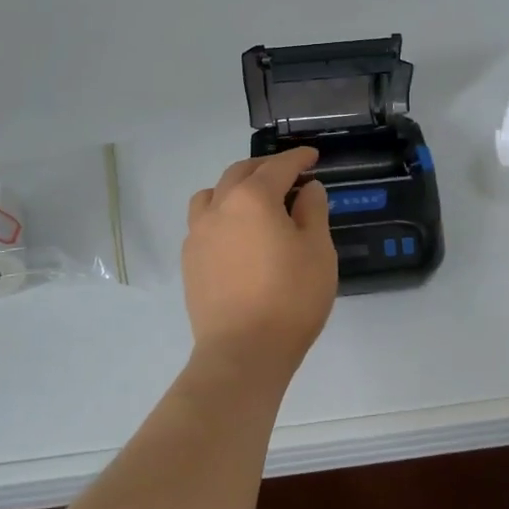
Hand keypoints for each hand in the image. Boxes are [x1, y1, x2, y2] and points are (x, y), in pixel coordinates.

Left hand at [182, 147, 338, 371]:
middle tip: (288, 175)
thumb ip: (313, 211)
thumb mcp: (318, 250)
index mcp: (253, 198)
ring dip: (235, 188)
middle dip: (265, 168)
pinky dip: (221, 215)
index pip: (278, 167)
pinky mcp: (190, 260)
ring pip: (213, 194)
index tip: (312, 156)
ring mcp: (198, 234)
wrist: (243, 351)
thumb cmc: (290, 298)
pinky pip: (203, 222)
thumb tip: (308, 189)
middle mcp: (219, 207)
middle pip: (241, 173)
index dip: (298, 158)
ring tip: (254, 201)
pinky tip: (236, 234)